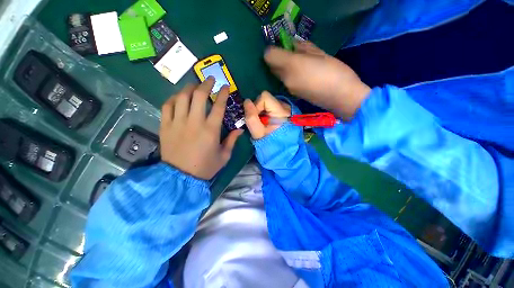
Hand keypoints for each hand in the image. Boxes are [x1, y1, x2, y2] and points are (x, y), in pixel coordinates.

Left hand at [160, 77, 242, 179]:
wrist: (180, 178)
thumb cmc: (205, 167)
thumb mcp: (224, 156)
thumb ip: (232, 140)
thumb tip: (240, 129)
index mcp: (211, 130)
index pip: (218, 106)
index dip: (223, 94)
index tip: (225, 86)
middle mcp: (194, 122)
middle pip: (199, 96)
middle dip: (205, 84)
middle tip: (209, 79)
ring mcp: (177, 123)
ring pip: (181, 97)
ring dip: (189, 88)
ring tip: (194, 86)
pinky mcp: (165, 126)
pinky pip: (167, 106)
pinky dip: (173, 99)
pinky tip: (178, 98)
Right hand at [244, 91, 290, 139]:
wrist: (280, 148)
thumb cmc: (269, 142)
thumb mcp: (258, 133)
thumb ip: (251, 118)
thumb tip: (246, 101)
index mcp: (281, 111)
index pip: (264, 97)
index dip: (256, 105)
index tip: (256, 117)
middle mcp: (285, 106)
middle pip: (265, 98)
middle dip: (258, 109)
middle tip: (259, 121)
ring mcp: (284, 107)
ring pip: (266, 102)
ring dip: (261, 110)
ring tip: (263, 122)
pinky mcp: (282, 110)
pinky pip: (269, 106)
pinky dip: (265, 112)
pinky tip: (266, 120)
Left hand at [264, 41, 370, 119]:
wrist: (341, 98)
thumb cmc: (335, 72)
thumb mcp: (321, 54)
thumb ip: (304, 48)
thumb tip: (293, 44)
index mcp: (292, 65)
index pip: (269, 56)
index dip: (271, 49)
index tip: (281, 45)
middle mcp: (286, 78)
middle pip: (272, 66)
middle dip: (277, 58)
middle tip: (290, 53)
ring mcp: (288, 88)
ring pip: (279, 75)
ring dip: (283, 68)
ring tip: (298, 63)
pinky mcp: (293, 94)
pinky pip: (286, 82)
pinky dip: (289, 76)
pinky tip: (301, 75)